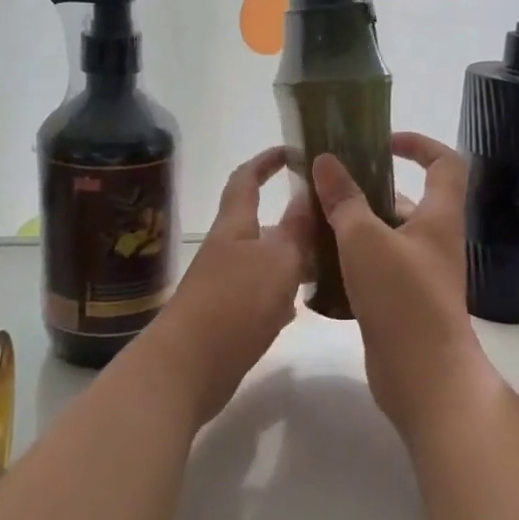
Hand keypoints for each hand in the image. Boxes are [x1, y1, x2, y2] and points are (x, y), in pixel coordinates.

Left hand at [146, 146, 310, 425]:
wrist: (186, 368)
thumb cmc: (234, 304)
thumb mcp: (277, 261)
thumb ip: (296, 230)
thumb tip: (309, 194)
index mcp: (235, 227)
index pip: (246, 180)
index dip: (265, 162)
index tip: (291, 152)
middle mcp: (227, 251)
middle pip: (260, 225)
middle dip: (293, 220)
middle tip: (332, 222)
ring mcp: (224, 285)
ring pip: (265, 262)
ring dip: (292, 259)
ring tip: (330, 264)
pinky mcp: (226, 318)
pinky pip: (260, 296)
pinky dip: (281, 295)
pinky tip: (300, 306)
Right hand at [312, 133, 493, 440]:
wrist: (424, 377)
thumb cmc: (402, 298)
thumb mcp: (365, 240)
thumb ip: (343, 199)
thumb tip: (325, 161)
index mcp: (438, 217)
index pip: (444, 163)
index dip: (419, 144)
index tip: (381, 142)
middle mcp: (434, 241)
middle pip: (404, 200)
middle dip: (366, 189)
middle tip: (325, 188)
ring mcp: (419, 274)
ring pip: (384, 236)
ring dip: (352, 226)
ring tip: (311, 223)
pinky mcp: (402, 302)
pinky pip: (375, 267)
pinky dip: (350, 260)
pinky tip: (316, 265)